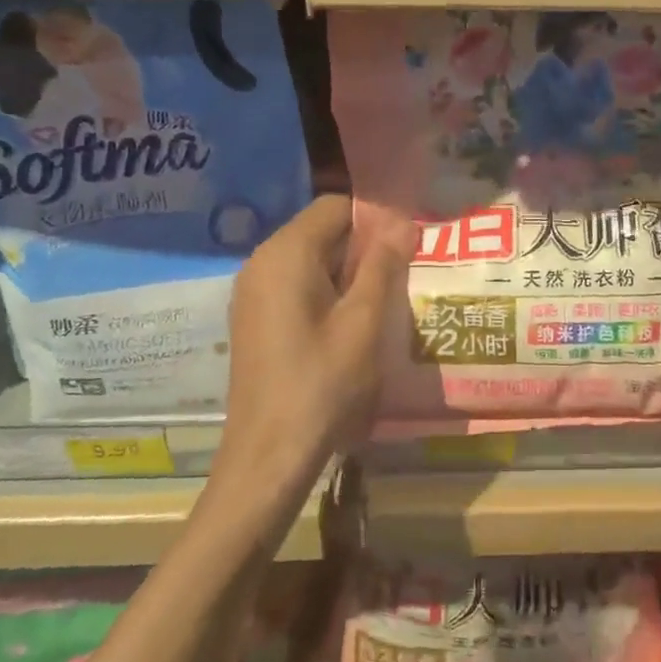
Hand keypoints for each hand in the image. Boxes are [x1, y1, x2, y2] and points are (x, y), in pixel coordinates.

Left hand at [221, 195, 408, 479]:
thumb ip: (383, 265)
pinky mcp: (255, 318)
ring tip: (383, 299)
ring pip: (310, 259)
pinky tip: (351, 324)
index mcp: (286, 254)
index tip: (407, 244)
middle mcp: (262, 262)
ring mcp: (253, 292)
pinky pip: (296, 284)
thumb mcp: (364, 321)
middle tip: (402, 273)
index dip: (374, 217)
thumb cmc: (322, 383)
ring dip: (348, 271)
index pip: (334, 206)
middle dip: (363, 245)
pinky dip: (326, 291)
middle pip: (321, 230)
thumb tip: (401, 221)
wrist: (269, 455)